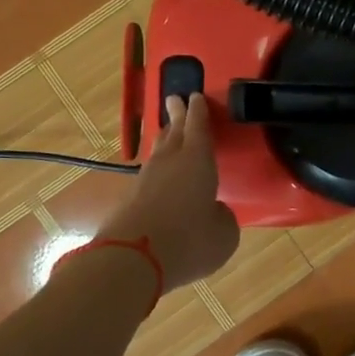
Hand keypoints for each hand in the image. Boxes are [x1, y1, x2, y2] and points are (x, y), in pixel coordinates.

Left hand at [97, 94, 239, 289]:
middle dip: (176, 116)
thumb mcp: (224, 234)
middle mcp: (170, 163)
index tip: (195, 96)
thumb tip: (214, 212)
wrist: (133, 259)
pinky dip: (157, 173)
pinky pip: (149, 177)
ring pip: (158, 153)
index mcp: (198, 160)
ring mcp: (145, 181)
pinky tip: (159, 178)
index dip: (199, 112)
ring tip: (168, 132)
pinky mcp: (130, 201)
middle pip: (173, 132)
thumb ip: (223, 217)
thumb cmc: (190, 240)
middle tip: (174, 99)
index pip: (199, 128)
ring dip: (164, 140)